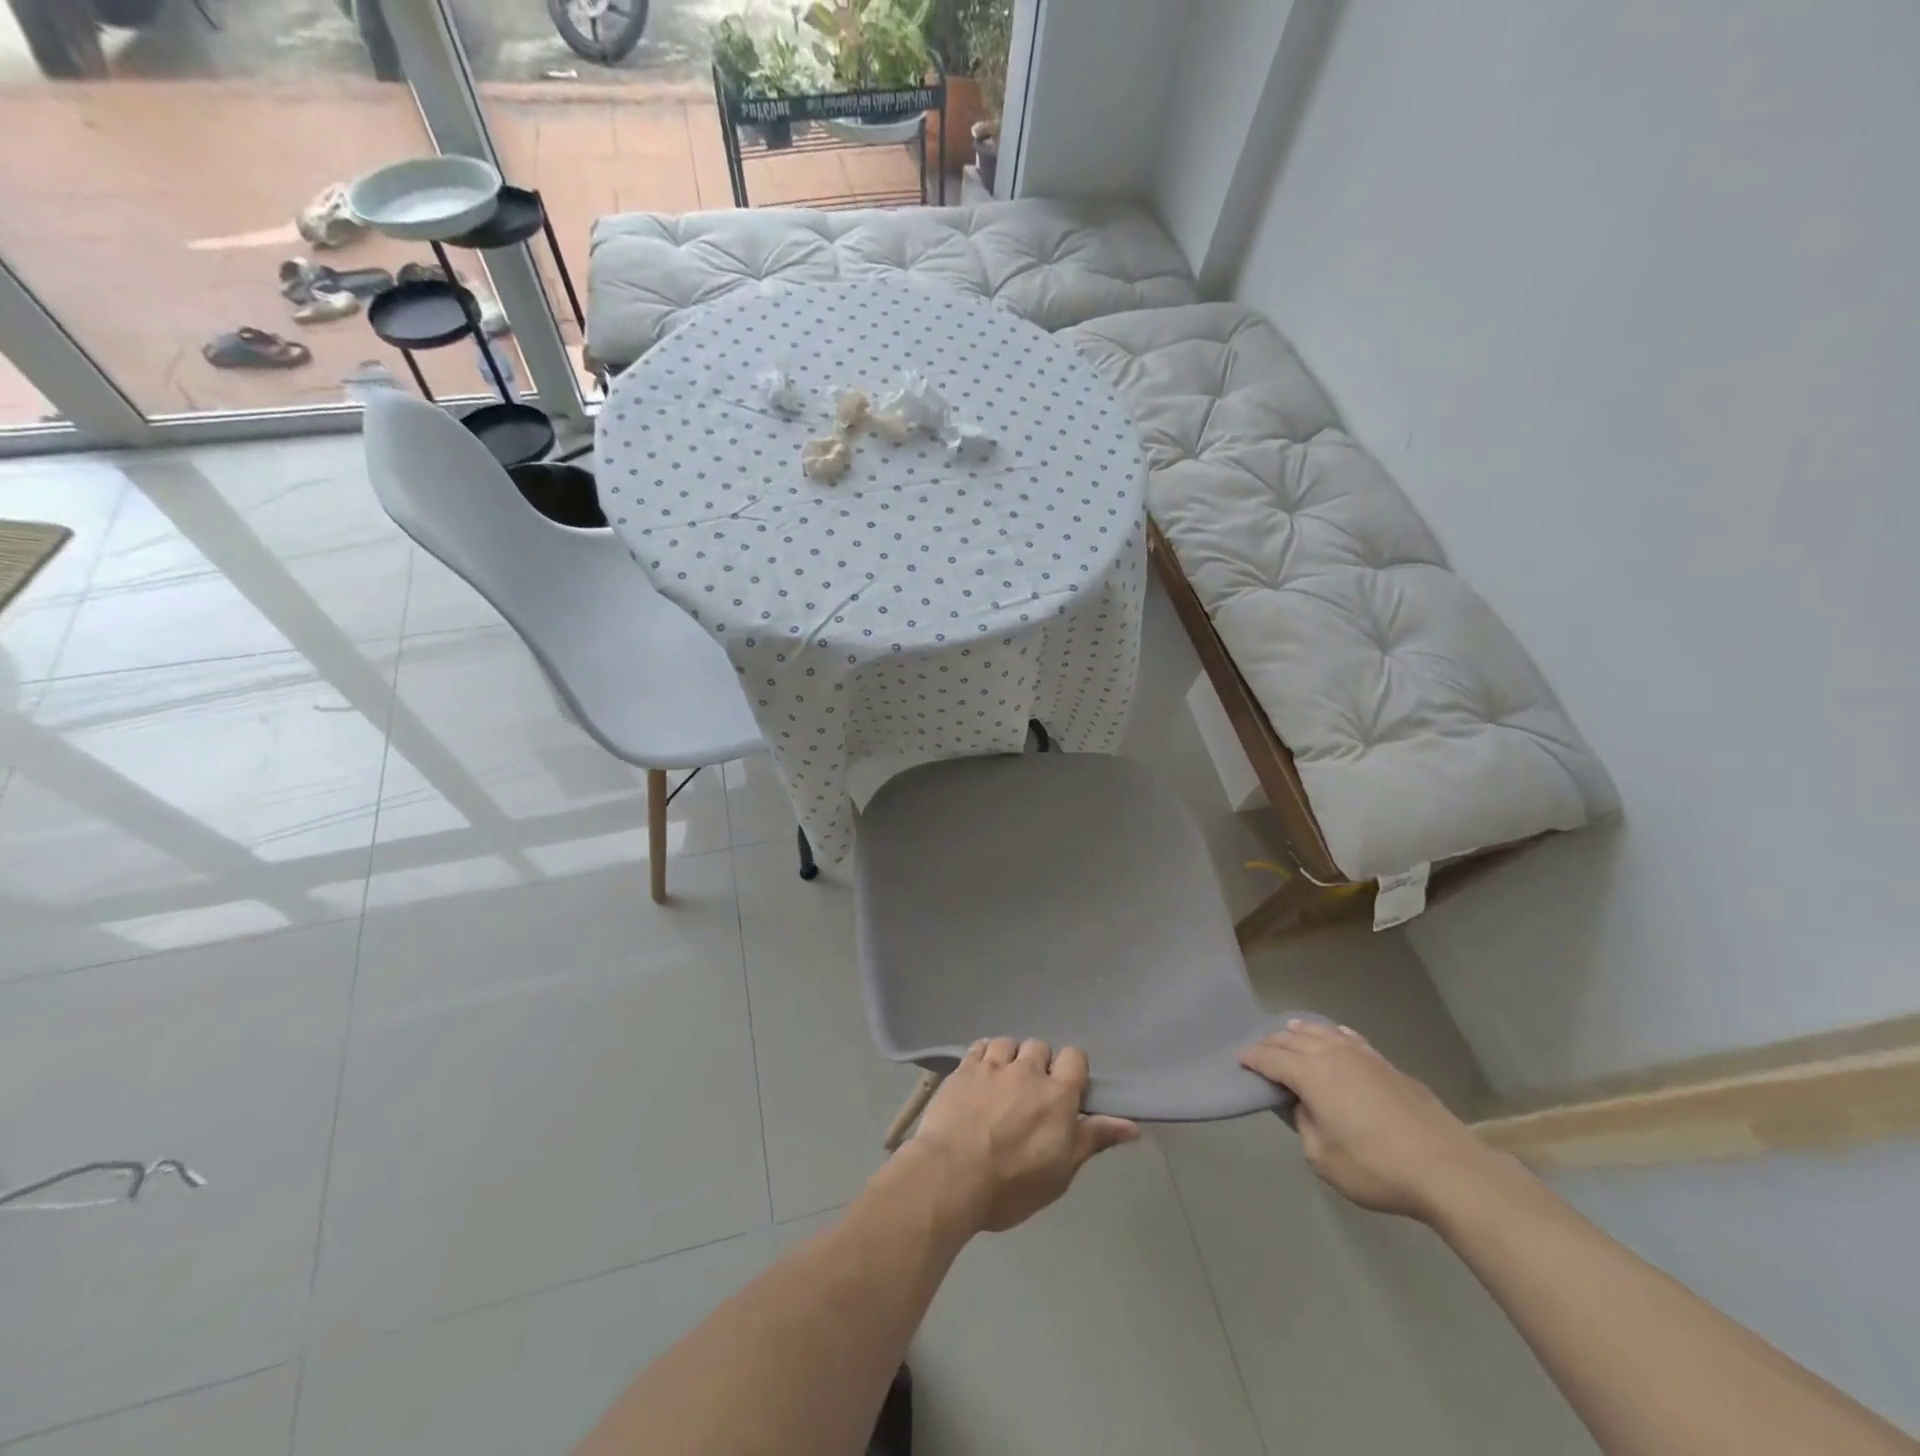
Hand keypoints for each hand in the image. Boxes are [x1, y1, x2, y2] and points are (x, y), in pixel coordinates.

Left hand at [904, 1039, 1140, 1233]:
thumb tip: (1132, 1126)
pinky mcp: (963, 1068)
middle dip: (1038, 1065)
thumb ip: (1092, 1140)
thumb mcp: (1060, 1172)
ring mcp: (992, 1065)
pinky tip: (979, 1074)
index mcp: (1057, 1094)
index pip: (1075, 1057)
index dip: (1070, 1071)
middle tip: (1029, 1095)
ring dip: (1009, 1058)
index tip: (1064, 1092)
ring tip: (1002, 1084)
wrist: (950, 1177)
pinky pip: (979, 1046)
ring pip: (1008, 1043)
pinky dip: (983, 1056)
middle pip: (1039, 1047)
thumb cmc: (1011, 1185)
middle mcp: (1027, 1070)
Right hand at [1239, 1020, 1505, 1222]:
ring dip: (1301, 1031)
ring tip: (1290, 1031)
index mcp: (1310, 1073)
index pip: (1270, 1058)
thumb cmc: (1376, 1168)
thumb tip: (1305, 1107)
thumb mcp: (1323, 1158)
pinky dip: (1335, 1035)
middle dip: (1272, 1042)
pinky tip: (1336, 1035)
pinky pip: (1351, 1039)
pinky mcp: (1389, 1066)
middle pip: (1293, 1039)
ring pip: (1323, 1032)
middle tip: (1259, 1050)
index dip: (1251, 1058)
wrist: (1448, 1170)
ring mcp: (1364, 1056)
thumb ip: (1305, 1125)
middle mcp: (1332, 1054)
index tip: (1238, 1059)